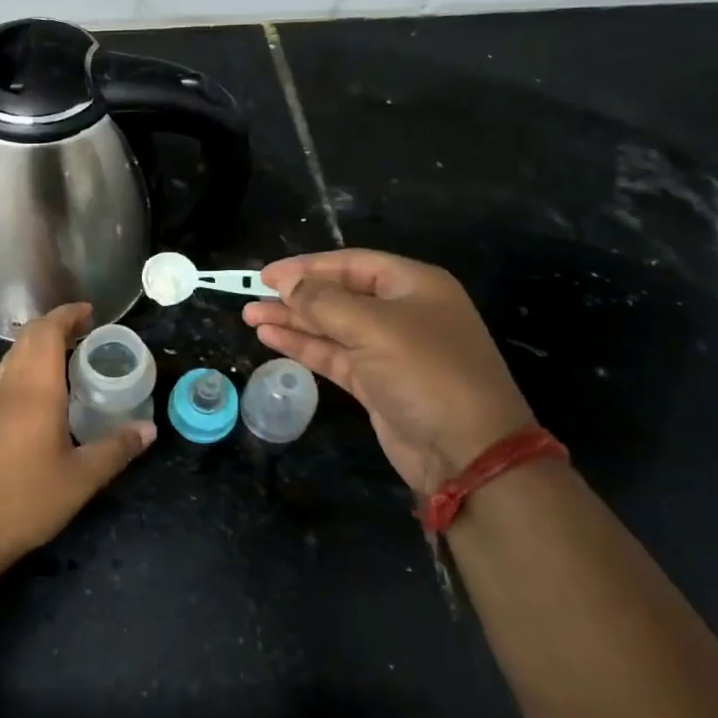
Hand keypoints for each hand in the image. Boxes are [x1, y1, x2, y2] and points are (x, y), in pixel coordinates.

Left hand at [0, 303, 153, 566]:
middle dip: (55, 324)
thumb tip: (150, 429)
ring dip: (39, 342)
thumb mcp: (81, 479)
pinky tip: (44, 388)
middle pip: (27, 337)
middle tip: (86, 331)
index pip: (46, 332)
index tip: (91, 313)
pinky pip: (6, 373)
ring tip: (69, 353)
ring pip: (13, 353)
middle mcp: (10, 387)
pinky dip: (27, 362)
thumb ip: (116, 449)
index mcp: (35, 390)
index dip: (67, 315)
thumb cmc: (26, 500)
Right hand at [244, 250, 533, 494]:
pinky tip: (272, 338)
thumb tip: (285, 283)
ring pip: (332, 326)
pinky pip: (334, 355)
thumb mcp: (373, 327)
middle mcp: (403, 312)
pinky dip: (304, 346)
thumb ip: (323, 302)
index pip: (352, 264)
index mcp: (414, 286)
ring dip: (293, 320)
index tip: (266, 274)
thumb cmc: (426, 373)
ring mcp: (389, 350)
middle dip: (296, 295)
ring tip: (250, 316)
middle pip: (339, 294)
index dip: (307, 266)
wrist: (468, 454)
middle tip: (251, 295)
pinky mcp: (377, 383)